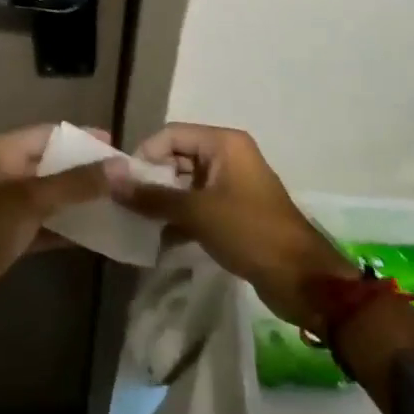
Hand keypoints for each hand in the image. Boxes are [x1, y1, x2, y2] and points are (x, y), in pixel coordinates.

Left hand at [0, 125, 122, 335]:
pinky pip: (46, 225)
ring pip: (52, 197)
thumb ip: (77, 183)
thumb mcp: (30, 201)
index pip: (50, 134)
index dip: (84, 138)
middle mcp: (3, 173)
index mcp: (2, 152)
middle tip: (127, 180)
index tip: (120, 147)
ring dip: (81, 201)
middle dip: (87, 171)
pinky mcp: (9, 238)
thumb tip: (122, 166)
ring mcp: (5, 207)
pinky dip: (69, 229)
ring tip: (121, 205)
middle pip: (53, 164)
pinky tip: (100, 236)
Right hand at [114, 123, 350, 327]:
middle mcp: (228, 157)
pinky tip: (160, 240)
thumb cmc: (249, 232)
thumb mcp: (196, 212)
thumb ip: (151, 196)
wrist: (302, 279)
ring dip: (164, 202)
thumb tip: (111, 179)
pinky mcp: (235, 212)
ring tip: (140, 224)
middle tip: (127, 206)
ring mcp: (232, 185)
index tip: (124, 184)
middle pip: (178, 157)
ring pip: (186, 184)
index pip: (171, 134)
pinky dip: (180, 218)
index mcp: (224, 144)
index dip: (145, 155)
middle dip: (152, 180)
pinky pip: (198, 205)